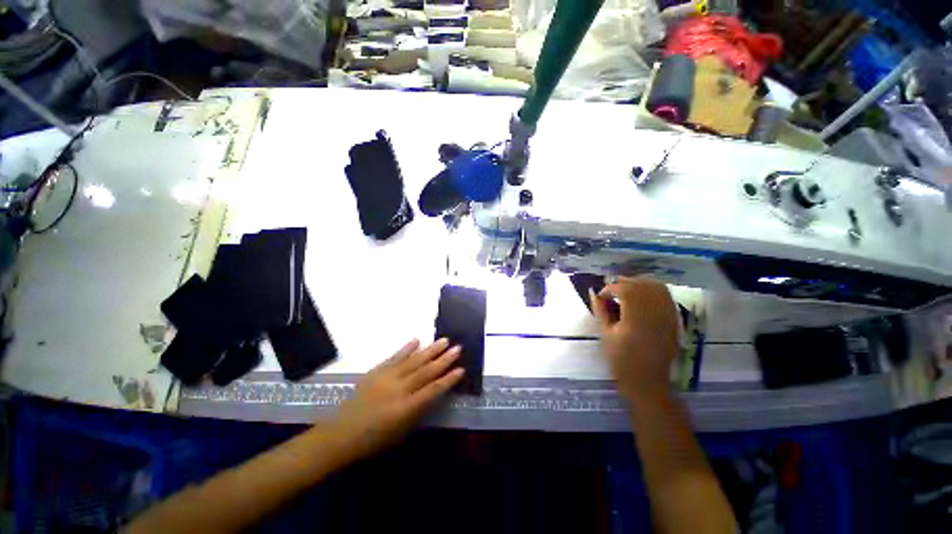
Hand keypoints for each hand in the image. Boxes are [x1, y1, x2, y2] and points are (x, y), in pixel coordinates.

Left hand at [329, 338, 463, 458]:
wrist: (341, 433)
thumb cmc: (374, 439)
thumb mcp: (401, 432)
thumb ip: (419, 410)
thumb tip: (434, 392)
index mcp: (405, 408)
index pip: (433, 390)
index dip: (448, 379)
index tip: (461, 369)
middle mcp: (398, 389)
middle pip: (426, 371)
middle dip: (443, 359)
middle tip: (457, 348)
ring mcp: (386, 378)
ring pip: (413, 360)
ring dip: (430, 350)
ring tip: (444, 340)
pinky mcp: (377, 371)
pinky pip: (395, 357)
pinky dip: (407, 348)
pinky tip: (417, 340)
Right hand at [590, 278, 678, 400]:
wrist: (647, 381)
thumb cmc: (621, 360)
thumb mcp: (606, 334)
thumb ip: (601, 310)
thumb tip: (593, 293)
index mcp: (636, 318)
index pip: (624, 290)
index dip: (610, 289)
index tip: (601, 296)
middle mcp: (655, 313)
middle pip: (641, 284)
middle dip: (624, 282)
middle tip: (611, 291)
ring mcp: (667, 316)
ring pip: (655, 286)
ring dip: (638, 283)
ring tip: (625, 290)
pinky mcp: (673, 320)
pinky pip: (665, 296)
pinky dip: (652, 290)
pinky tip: (641, 296)